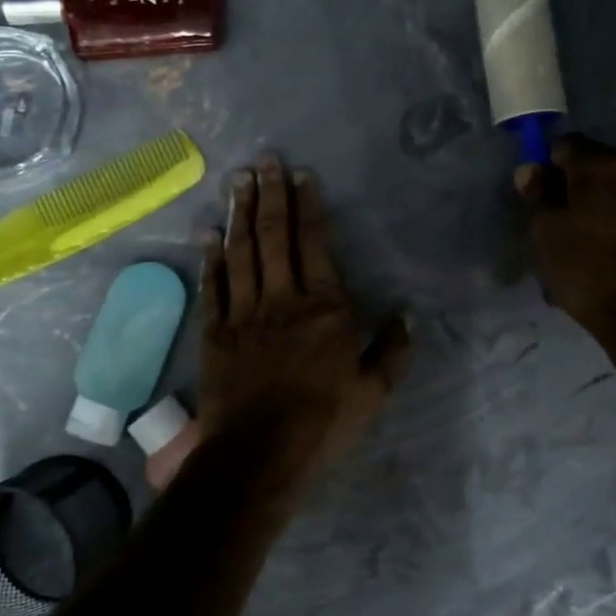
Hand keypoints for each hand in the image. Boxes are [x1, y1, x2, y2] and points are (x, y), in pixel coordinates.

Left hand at [196, 156, 411, 480]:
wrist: (259, 455)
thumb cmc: (323, 423)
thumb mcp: (372, 392)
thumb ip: (392, 351)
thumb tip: (407, 316)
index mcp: (325, 307)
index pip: (315, 243)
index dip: (308, 207)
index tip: (302, 176)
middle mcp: (282, 298)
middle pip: (273, 236)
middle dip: (270, 195)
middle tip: (265, 161)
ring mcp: (244, 312)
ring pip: (240, 252)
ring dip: (239, 213)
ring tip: (238, 180)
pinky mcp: (215, 331)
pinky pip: (214, 285)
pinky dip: (211, 256)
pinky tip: (208, 232)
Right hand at [517, 134, 615, 339]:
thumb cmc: (586, 270)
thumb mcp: (547, 234)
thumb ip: (539, 196)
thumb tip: (531, 169)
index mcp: (601, 168)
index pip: (569, 144)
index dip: (552, 163)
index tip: (543, 191)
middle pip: (602, 166)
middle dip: (582, 185)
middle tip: (566, 218)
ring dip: (610, 205)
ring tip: (596, 240)